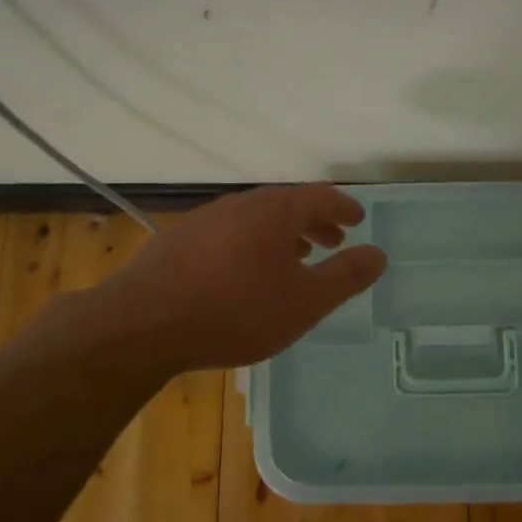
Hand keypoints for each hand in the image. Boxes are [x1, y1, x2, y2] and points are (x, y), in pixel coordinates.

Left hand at [94, 185, 388, 373]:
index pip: (320, 196)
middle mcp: (240, 204)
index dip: (343, 207)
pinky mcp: (178, 242)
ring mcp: (205, 220)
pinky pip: (229, 234)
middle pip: (286, 205)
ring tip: (294, 257)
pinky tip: (245, 274)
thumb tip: (378, 254)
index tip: (358, 219)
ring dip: (282, 234)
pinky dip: (251, 245)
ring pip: (255, 220)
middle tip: (333, 241)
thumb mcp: (305, 301)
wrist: (143, 325)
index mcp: (275, 210)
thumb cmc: (237, 311)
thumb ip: (346, 277)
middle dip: (314, 222)